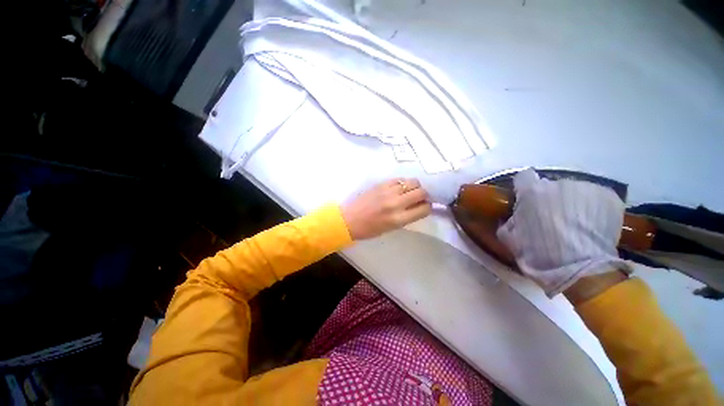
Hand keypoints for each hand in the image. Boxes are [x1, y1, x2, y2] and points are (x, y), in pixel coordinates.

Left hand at [342, 179, 431, 239]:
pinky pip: (399, 179)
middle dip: (424, 195)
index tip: (425, 206)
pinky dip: (403, 183)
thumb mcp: (392, 228)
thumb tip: (419, 207)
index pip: (424, 209)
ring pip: (412, 182)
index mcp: (398, 219)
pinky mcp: (381, 184)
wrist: (349, 219)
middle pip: (421, 192)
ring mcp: (388, 191)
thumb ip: (407, 217)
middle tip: (419, 198)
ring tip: (410, 191)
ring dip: (415, 187)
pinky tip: (399, 187)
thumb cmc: (370, 229)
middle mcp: (396, 203)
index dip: (427, 207)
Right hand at [496, 169, 630, 296]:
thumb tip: (512, 216)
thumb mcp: (509, 238)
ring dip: (571, 203)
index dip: (524, 187)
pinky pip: (594, 198)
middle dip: (549, 198)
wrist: (579, 269)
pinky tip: (591, 225)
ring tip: (575, 224)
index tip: (526, 199)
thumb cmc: (538, 252)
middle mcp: (558, 184)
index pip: (524, 176)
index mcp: (531, 192)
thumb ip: (508, 221)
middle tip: (551, 218)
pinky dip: (591, 208)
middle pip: (550, 186)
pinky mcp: (609, 197)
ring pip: (573, 192)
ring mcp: (586, 188)